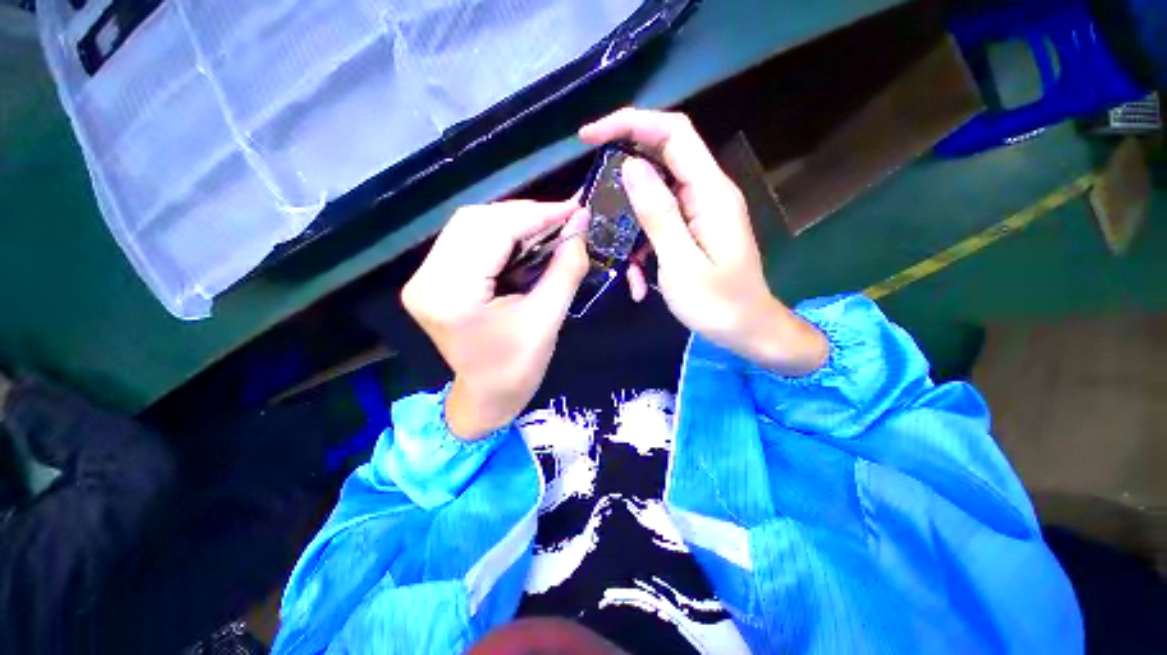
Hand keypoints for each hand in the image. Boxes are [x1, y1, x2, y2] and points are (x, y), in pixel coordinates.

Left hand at [402, 201, 589, 438]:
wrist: (487, 396)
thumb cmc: (518, 369)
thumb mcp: (548, 320)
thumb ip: (566, 268)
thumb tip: (581, 224)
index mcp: (453, 296)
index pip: (494, 233)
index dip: (537, 214)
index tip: (574, 207)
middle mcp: (427, 280)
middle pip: (475, 221)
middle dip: (524, 213)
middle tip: (563, 217)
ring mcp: (423, 278)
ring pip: (469, 225)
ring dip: (512, 220)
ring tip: (547, 226)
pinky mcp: (431, 279)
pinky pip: (466, 239)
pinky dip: (499, 233)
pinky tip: (524, 239)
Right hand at [579, 108, 827, 374]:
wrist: (746, 330)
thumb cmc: (717, 303)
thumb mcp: (680, 262)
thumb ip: (658, 214)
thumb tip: (631, 167)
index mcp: (710, 193)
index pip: (673, 133)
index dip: (630, 123)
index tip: (590, 137)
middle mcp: (706, 193)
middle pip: (661, 160)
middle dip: (622, 175)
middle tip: (593, 198)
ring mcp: (700, 213)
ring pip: (654, 199)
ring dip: (631, 228)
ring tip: (625, 267)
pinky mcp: (693, 231)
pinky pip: (660, 226)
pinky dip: (643, 248)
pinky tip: (639, 281)